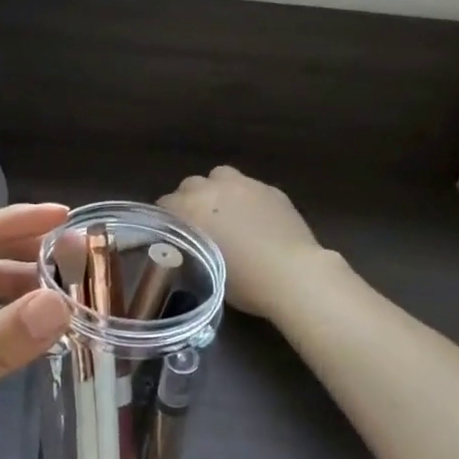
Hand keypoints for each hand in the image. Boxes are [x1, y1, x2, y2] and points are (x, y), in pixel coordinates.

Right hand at [160, 166, 324, 320]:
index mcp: (191, 209)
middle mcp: (214, 189)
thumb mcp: (204, 268)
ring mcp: (245, 185)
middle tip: (199, 224)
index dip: (167, 219)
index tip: (172, 235)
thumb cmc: (244, 282)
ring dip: (217, 191)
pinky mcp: (272, 190)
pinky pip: (250, 186)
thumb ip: (190, 246)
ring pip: (220, 176)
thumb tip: (188, 243)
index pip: (165, 203)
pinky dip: (246, 198)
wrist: (293, 275)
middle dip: (191, 200)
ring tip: (226, 213)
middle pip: (191, 184)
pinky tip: (255, 219)